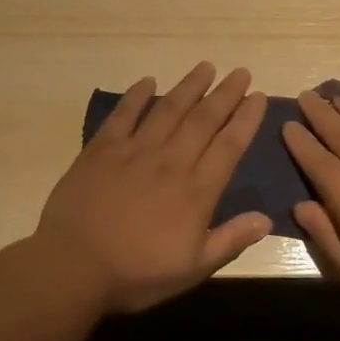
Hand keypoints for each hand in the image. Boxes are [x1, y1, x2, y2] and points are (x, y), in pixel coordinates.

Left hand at [36, 63, 270, 313]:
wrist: (74, 267)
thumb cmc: (137, 273)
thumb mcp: (193, 268)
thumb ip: (230, 240)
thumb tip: (266, 218)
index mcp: (196, 190)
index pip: (229, 146)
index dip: (246, 120)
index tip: (258, 97)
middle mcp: (171, 161)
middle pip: (204, 119)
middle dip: (225, 94)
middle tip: (241, 71)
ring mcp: (135, 151)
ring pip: (169, 110)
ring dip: (190, 86)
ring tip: (206, 67)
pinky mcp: (102, 149)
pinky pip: (124, 115)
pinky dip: (137, 96)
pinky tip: (148, 81)